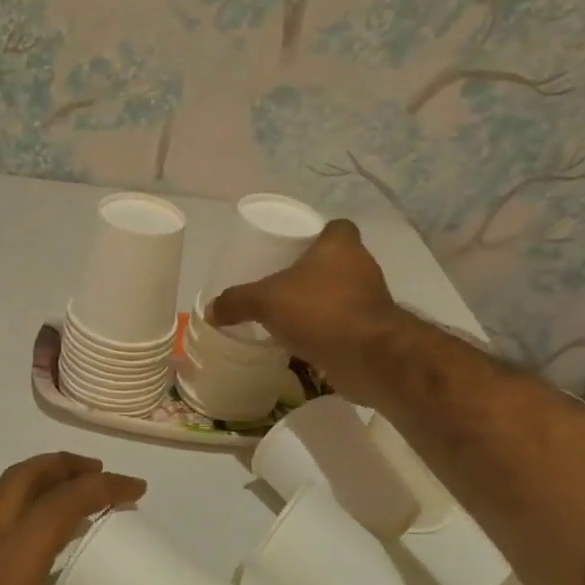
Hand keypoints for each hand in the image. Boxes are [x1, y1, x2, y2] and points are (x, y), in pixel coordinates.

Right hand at [208, 220, 402, 403]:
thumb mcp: (265, 301)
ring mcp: (372, 300)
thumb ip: (237, 302)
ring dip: (322, 303)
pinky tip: (305, 342)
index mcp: (341, 246)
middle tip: (284, 285)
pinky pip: (346, 324)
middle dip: (314, 273)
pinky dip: (329, 331)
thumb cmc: (319, 311)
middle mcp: (362, 267)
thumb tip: (211, 310)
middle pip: (338, 262)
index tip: (295, 249)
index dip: (318, 235)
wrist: (368, 356)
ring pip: (343, 294)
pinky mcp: (374, 331)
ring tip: (291, 315)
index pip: (336, 227)